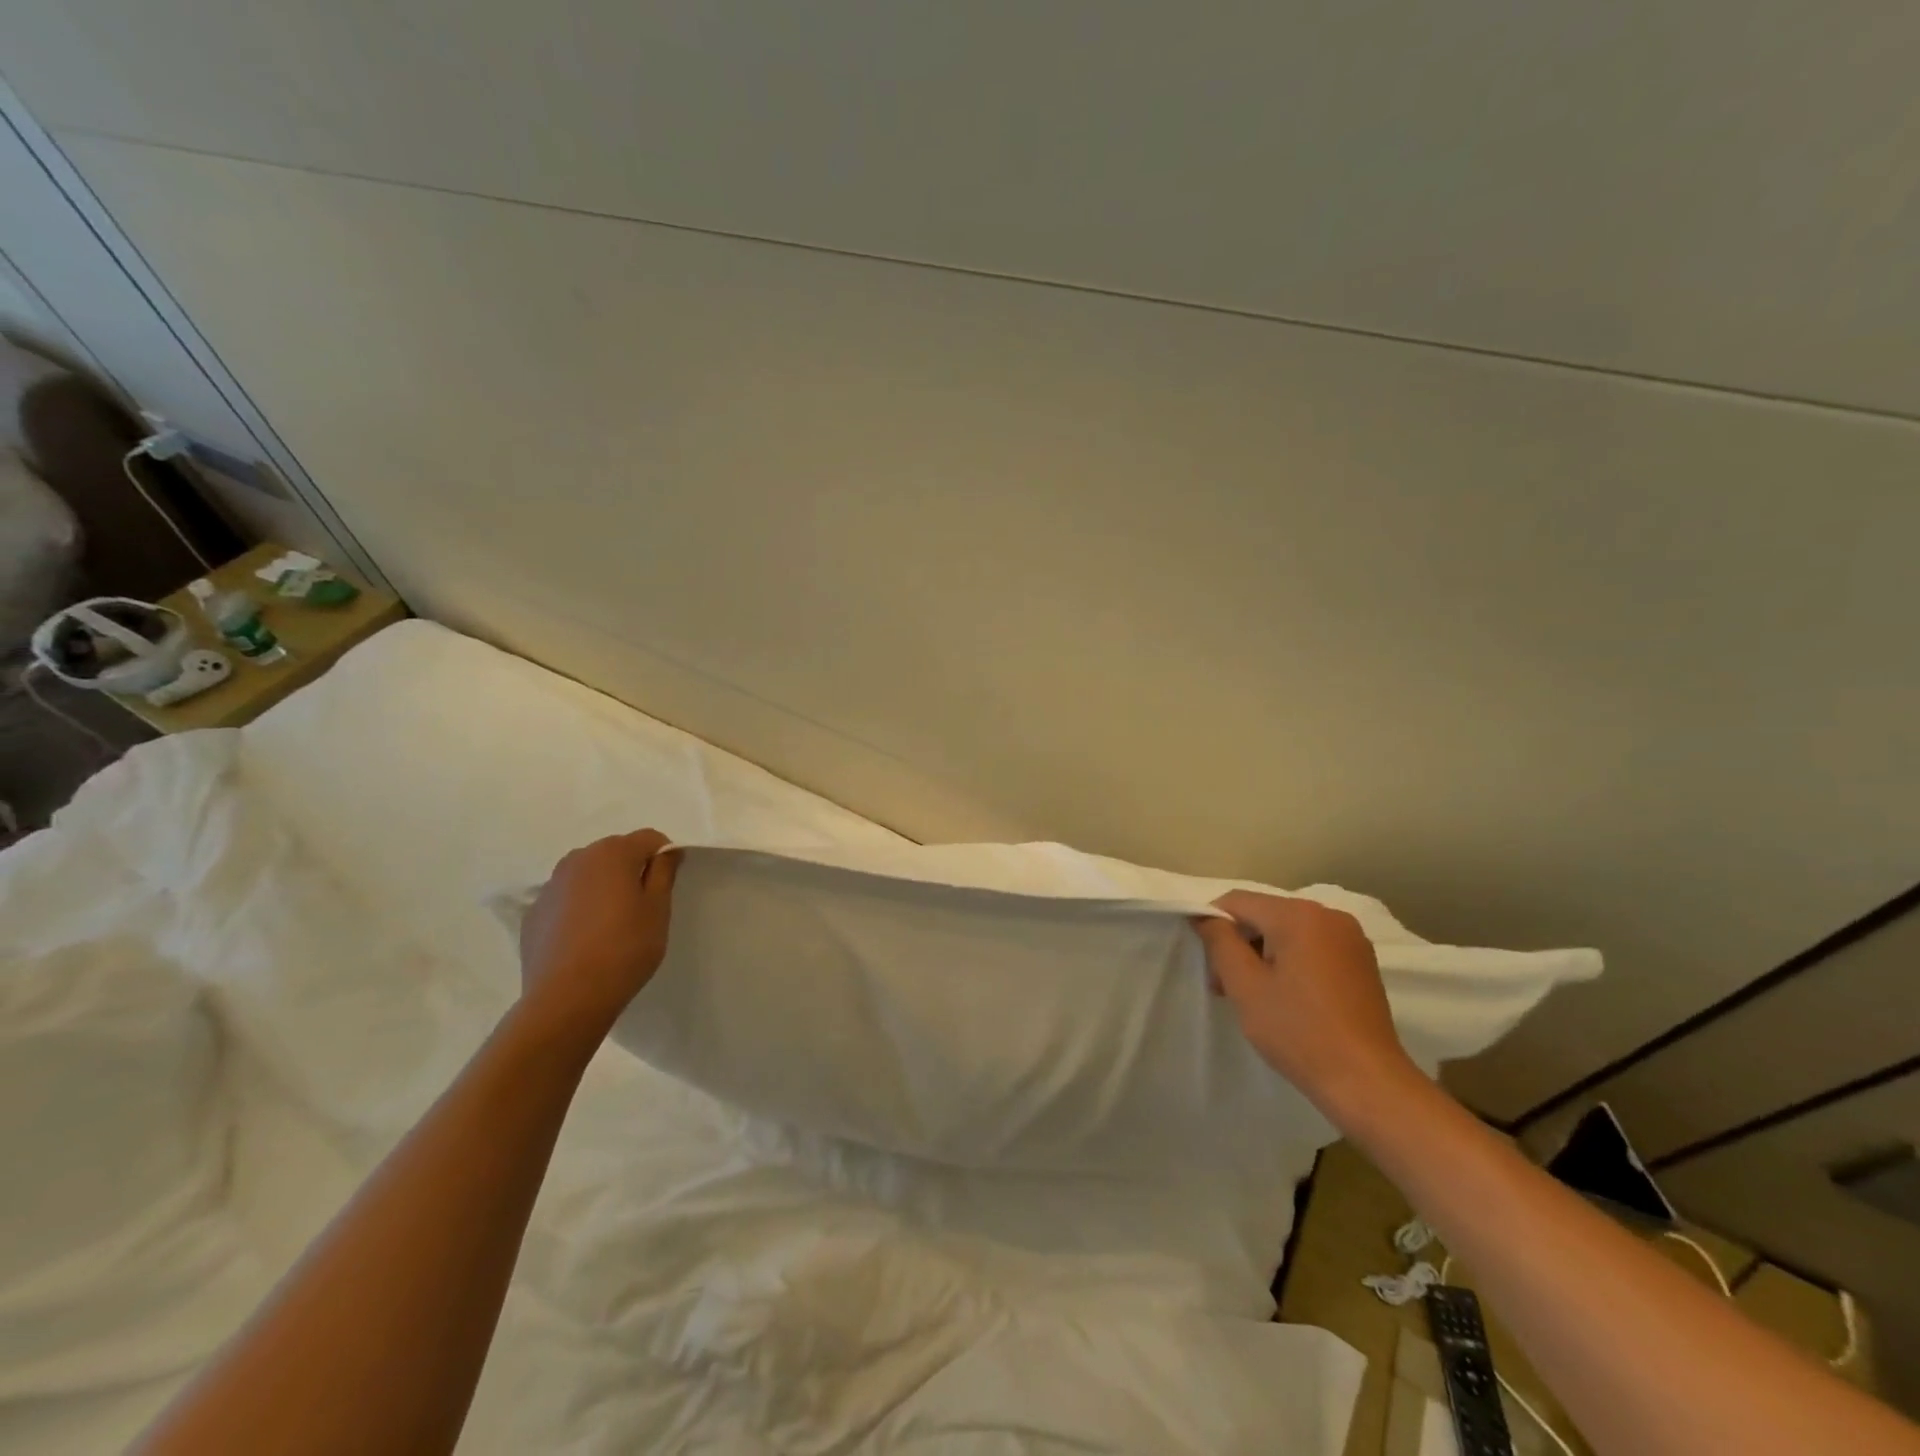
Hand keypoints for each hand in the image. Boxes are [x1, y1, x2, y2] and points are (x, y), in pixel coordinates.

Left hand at [517, 828, 680, 1045]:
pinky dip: (579, 909)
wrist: (567, 998)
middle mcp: (577, 859)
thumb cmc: (625, 948)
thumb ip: (664, 872)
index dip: (664, 857)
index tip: (667, 886)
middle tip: (642, 907)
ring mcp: (550, 886)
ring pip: (588, 875)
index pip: (650, 838)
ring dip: (603, 887)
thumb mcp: (658, 909)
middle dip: (631, 870)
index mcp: (612, 853)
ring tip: (611, 924)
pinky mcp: (533, 914)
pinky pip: (566, 899)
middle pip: (615, 852)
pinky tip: (585, 940)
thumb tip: (666, 851)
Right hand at [1193, 890, 1423, 1120]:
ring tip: (1255, 997)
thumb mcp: (1245, 986)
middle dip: (1239, 944)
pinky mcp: (1361, 960)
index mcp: (1299, 915)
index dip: (1213, 926)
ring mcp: (1350, 938)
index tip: (1209, 966)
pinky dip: (1290, 962)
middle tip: (1225, 987)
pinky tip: (1287, 997)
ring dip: (1263, 955)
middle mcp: (1328, 914)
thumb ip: (1219, 941)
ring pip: (1287, 931)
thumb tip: (1205, 916)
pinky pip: (1312, 946)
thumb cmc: (1299, 1032)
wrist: (1368, 1082)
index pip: (1237, 902)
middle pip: (1263, 915)